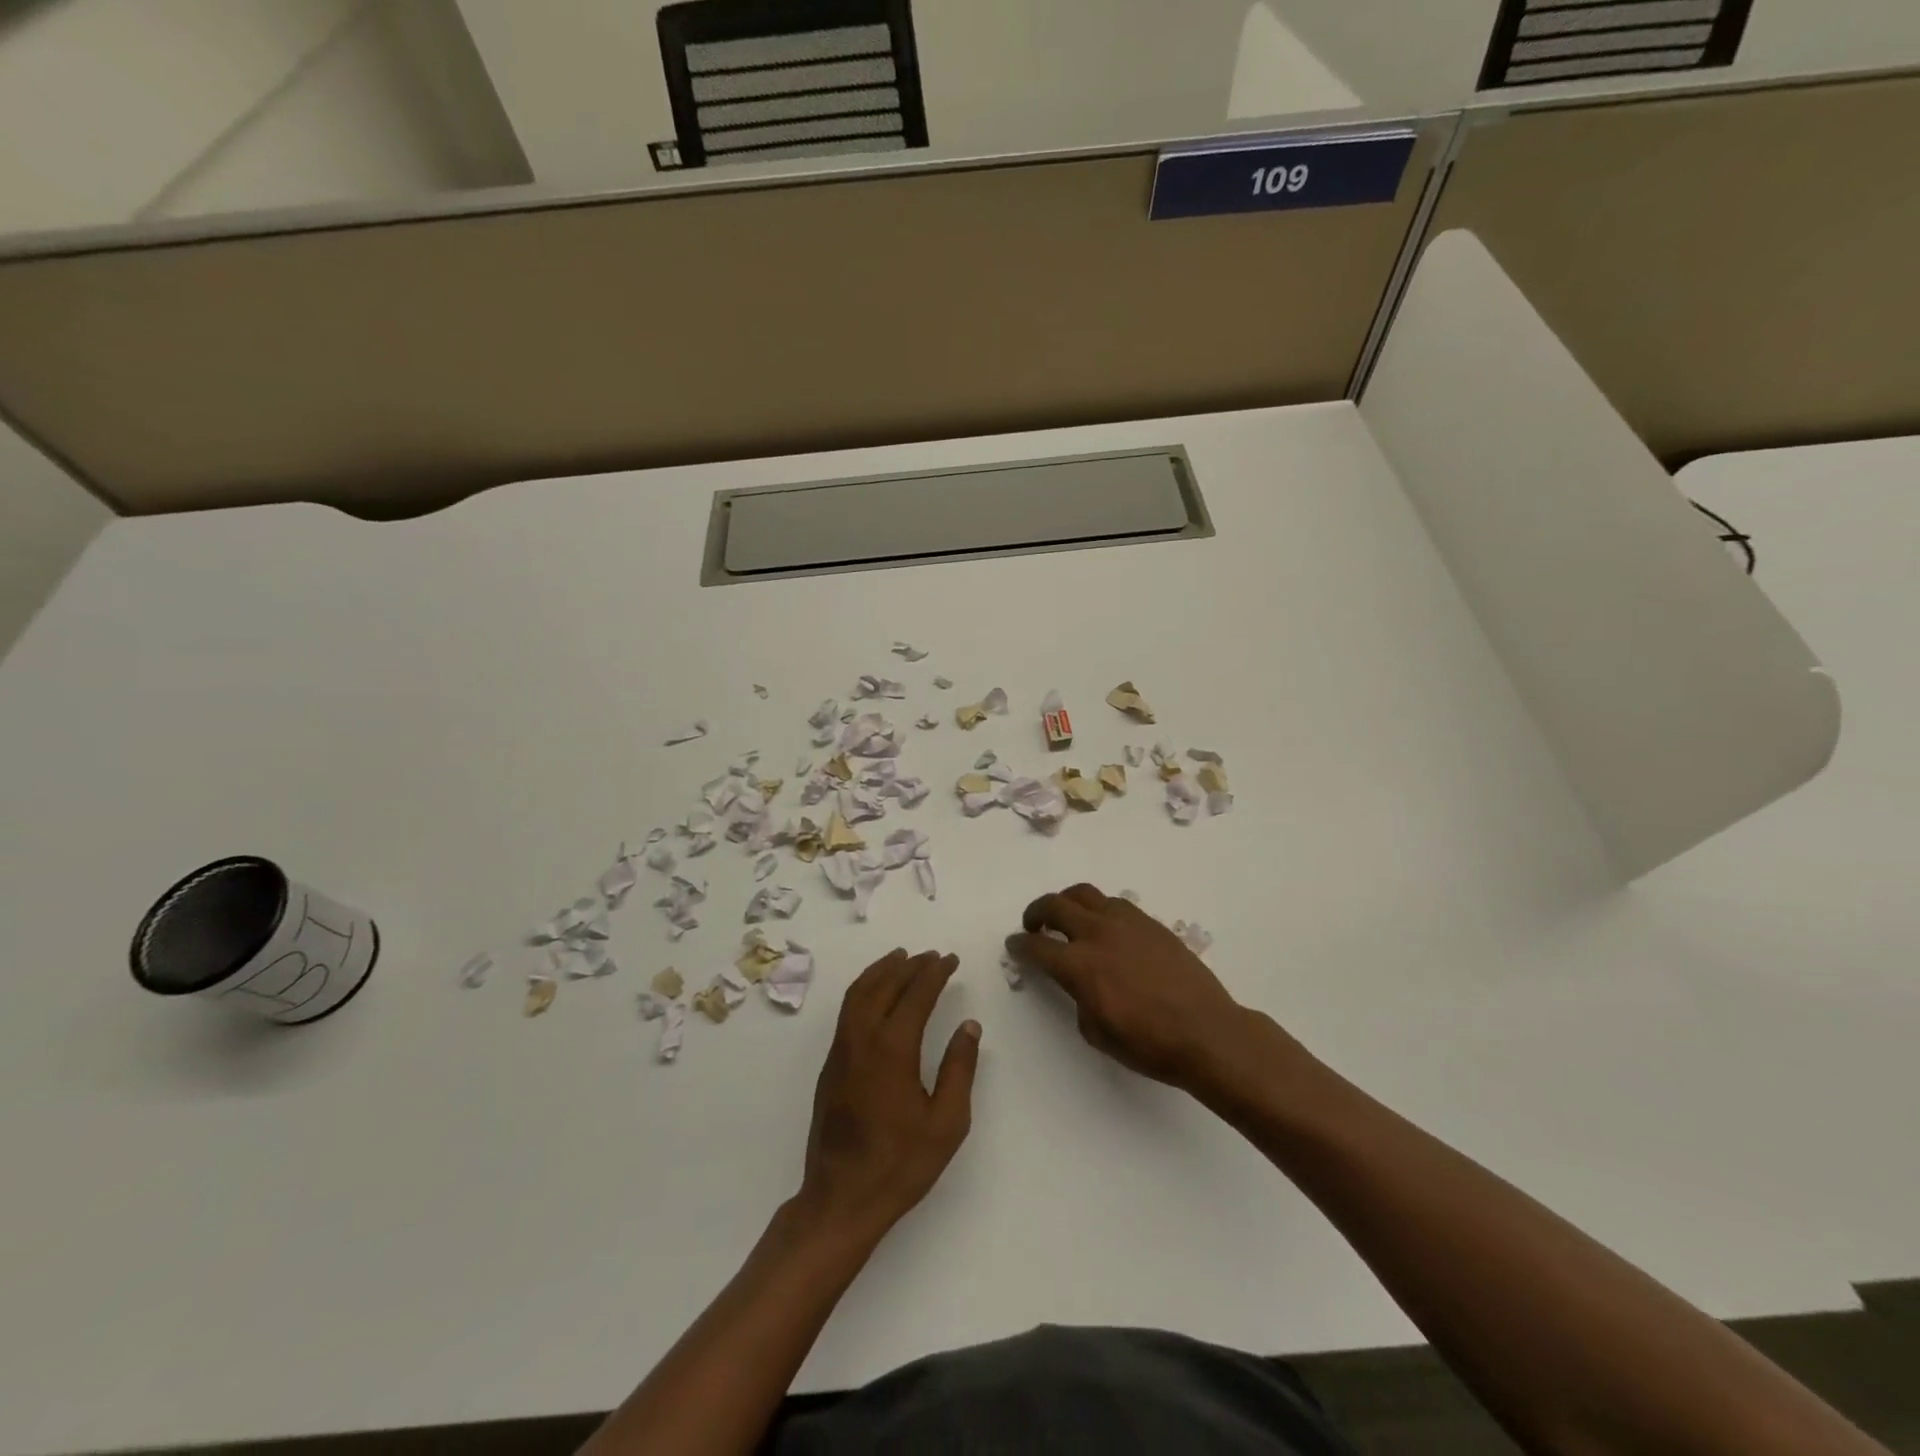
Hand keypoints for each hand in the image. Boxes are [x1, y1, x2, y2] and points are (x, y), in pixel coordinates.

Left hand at [797, 949, 979, 1242]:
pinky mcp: (830, 1065)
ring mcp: (841, 1051)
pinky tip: (876, 994)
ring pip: (859, 993)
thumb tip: (969, 1026)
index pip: (915, 995)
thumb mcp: (946, 1122)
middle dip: (909, 965)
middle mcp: (862, 1039)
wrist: (841, 1199)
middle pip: (884, 986)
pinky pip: (847, 1010)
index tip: (950, 959)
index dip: (934, 973)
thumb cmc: (900, 1164)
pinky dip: (864, 989)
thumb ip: (959, 1069)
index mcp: (892, 1049)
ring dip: (881, 971)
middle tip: (931, 955)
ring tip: (901, 958)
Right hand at [1008, 884, 1288, 1097]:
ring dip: (1067, 903)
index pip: (1037, 946)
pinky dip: (1099, 909)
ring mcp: (1126, 922)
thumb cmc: (1148, 1044)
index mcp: (1079, 965)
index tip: (1014, 944)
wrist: (1206, 1033)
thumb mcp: (1096, 1031)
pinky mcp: (1150, 922)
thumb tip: (1079, 981)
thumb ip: (1078, 996)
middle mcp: (1098, 933)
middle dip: (1036, 913)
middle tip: (1033, 925)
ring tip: (1067, 918)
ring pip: (1085, 894)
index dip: (1020, 945)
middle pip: (1055, 905)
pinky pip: (1115, 903)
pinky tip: (1104, 928)